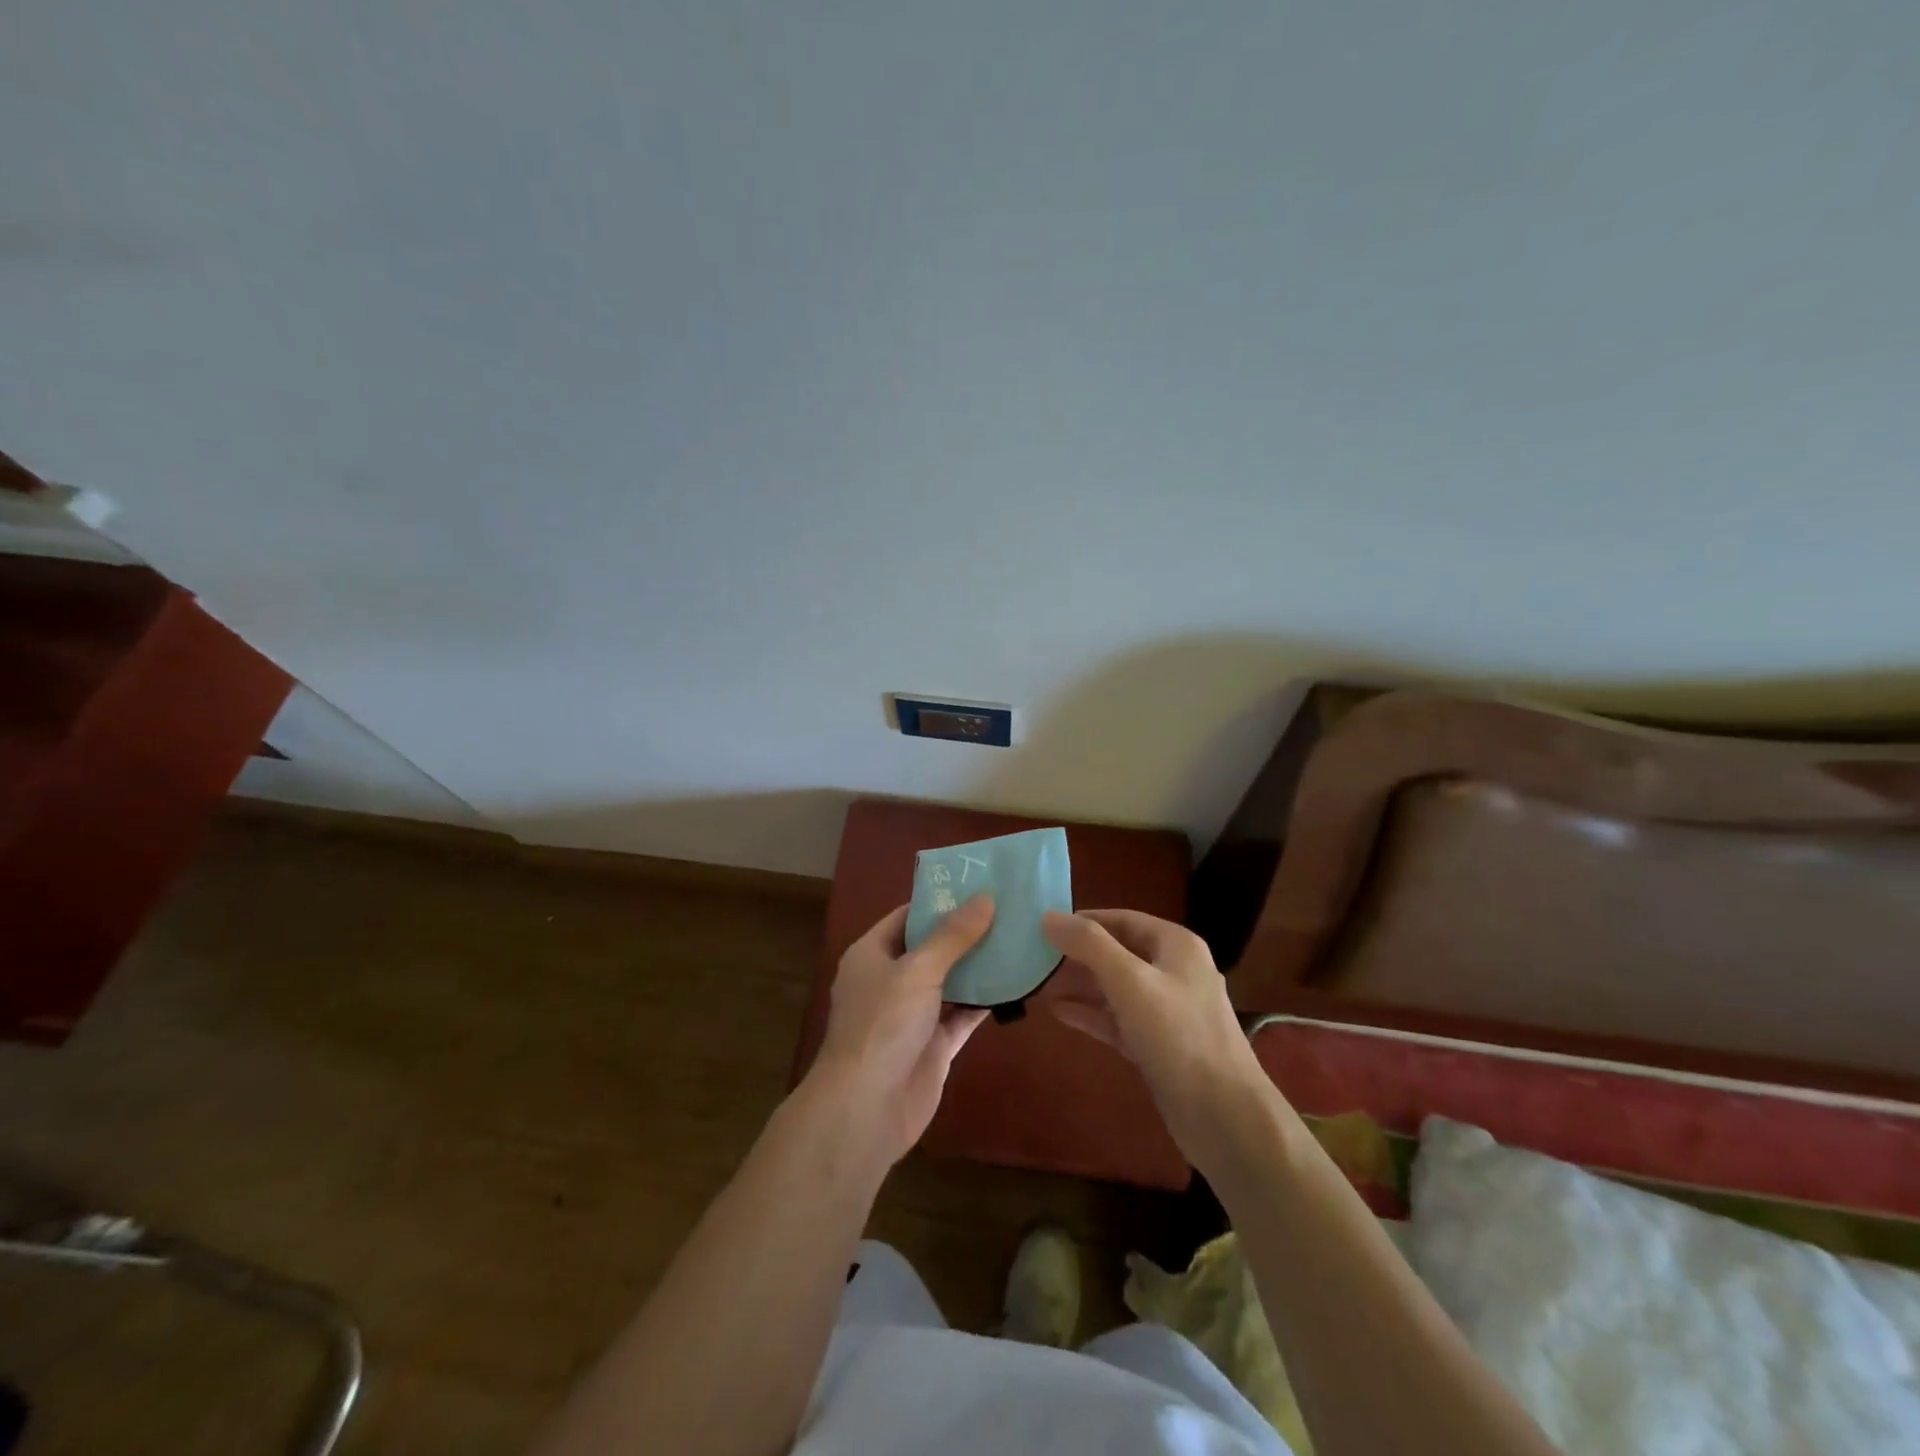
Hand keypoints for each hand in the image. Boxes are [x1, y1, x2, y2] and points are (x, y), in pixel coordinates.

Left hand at [806, 898, 994, 1167]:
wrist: (866, 1109)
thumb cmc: (883, 1024)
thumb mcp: (918, 970)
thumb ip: (953, 936)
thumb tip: (985, 898)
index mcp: (872, 954)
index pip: (907, 916)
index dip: (939, 901)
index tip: (977, 885)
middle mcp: (891, 980)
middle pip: (932, 947)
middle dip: (966, 932)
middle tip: (1008, 909)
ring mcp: (913, 1014)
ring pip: (951, 981)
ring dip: (979, 966)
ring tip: (1019, 938)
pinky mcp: (934, 1044)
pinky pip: (963, 1014)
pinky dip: (985, 1001)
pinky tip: (1016, 983)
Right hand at [1042, 909, 1272, 1174]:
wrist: (1224, 1117)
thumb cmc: (1178, 1035)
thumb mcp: (1130, 981)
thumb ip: (1088, 945)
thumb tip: (1048, 916)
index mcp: (1175, 945)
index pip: (1122, 919)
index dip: (1084, 921)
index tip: (1044, 927)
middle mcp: (1174, 971)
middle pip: (1117, 952)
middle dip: (1078, 955)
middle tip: (1034, 957)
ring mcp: (1167, 1011)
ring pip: (1116, 988)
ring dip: (1080, 985)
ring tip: (1038, 983)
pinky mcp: (1158, 1046)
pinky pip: (1118, 1019)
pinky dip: (1091, 1014)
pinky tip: (1058, 1012)